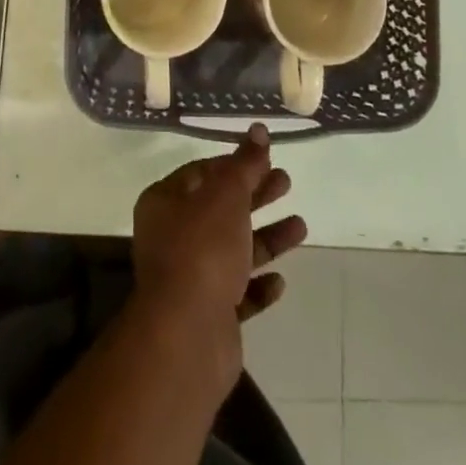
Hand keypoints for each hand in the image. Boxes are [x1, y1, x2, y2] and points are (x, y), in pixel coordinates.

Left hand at [132, 125, 307, 324]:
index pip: (201, 173)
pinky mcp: (208, 316)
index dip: (233, 165)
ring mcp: (190, 279)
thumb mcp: (227, 196)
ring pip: (232, 251)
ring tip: (301, 227)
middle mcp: (172, 237)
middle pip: (220, 209)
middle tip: (287, 182)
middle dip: (255, 196)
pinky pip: (237, 294)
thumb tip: (258, 128)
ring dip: (266, 239)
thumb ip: (245, 164)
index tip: (264, 159)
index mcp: (165, 202)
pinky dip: (257, 285)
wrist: (187, 336)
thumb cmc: (202, 249)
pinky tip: (280, 280)